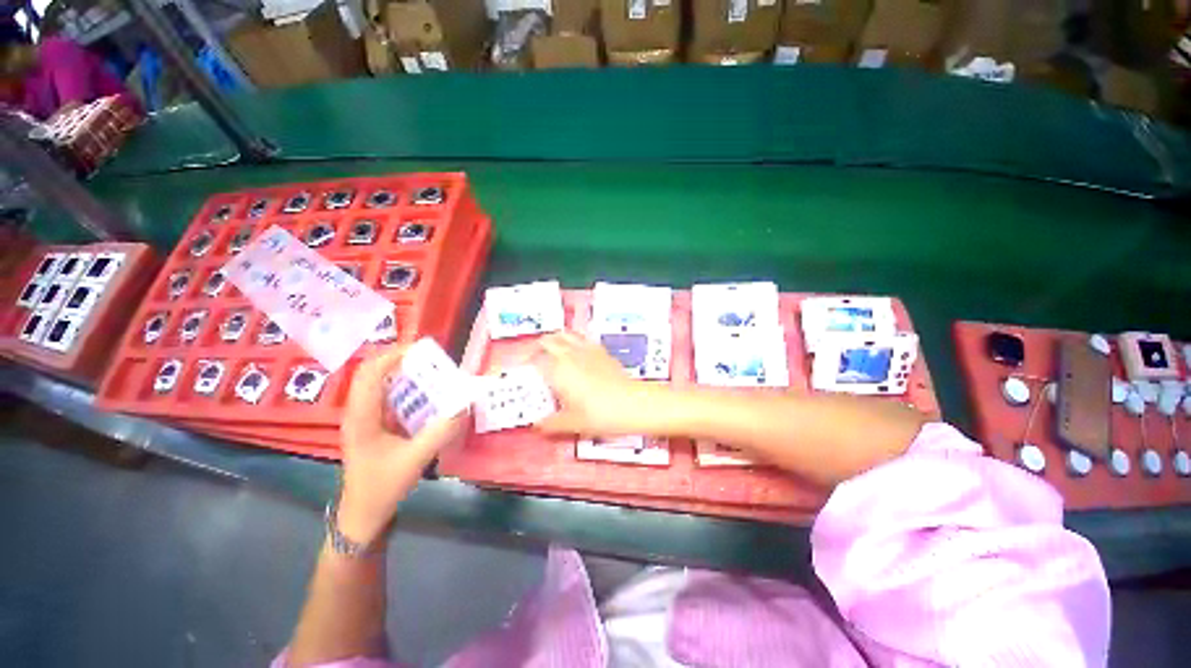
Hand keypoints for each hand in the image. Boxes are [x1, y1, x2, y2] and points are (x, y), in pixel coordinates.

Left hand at [337, 345, 466, 545]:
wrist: (363, 513)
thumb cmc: (382, 487)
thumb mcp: (415, 460)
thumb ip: (440, 432)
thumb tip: (463, 406)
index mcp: (362, 417)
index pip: (370, 374)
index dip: (392, 355)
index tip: (420, 348)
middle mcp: (359, 412)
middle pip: (373, 374)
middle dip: (400, 361)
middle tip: (431, 359)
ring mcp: (365, 418)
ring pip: (380, 385)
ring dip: (404, 374)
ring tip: (432, 372)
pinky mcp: (374, 426)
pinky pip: (389, 398)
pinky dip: (407, 390)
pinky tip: (426, 396)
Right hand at [534, 331, 651, 436]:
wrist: (631, 403)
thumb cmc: (598, 414)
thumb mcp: (571, 423)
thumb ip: (550, 424)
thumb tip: (536, 427)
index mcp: (558, 370)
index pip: (536, 359)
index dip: (526, 361)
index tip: (522, 368)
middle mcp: (569, 354)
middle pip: (548, 340)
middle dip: (538, 346)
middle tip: (535, 357)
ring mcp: (587, 349)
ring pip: (565, 335)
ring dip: (555, 339)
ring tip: (553, 349)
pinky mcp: (601, 350)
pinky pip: (582, 338)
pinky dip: (574, 340)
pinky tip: (577, 351)